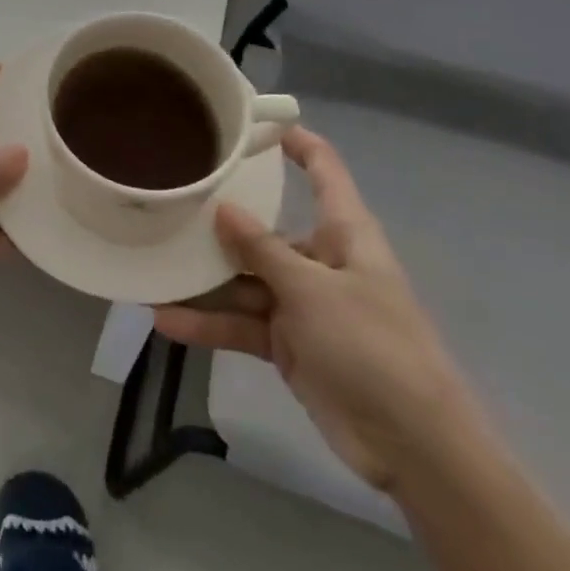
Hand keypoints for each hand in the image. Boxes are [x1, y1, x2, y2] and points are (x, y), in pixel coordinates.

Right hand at [154, 126, 479, 492]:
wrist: (415, 449)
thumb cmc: (373, 347)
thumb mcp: (312, 290)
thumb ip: (262, 249)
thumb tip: (223, 208)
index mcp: (344, 234)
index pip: (323, 171)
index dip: (294, 141)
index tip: (250, 121)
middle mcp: (321, 261)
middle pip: (266, 229)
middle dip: (221, 222)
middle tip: (170, 201)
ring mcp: (304, 305)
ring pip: (245, 280)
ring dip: (205, 281)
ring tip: (154, 268)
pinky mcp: (289, 344)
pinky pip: (243, 324)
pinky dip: (209, 324)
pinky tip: (167, 320)